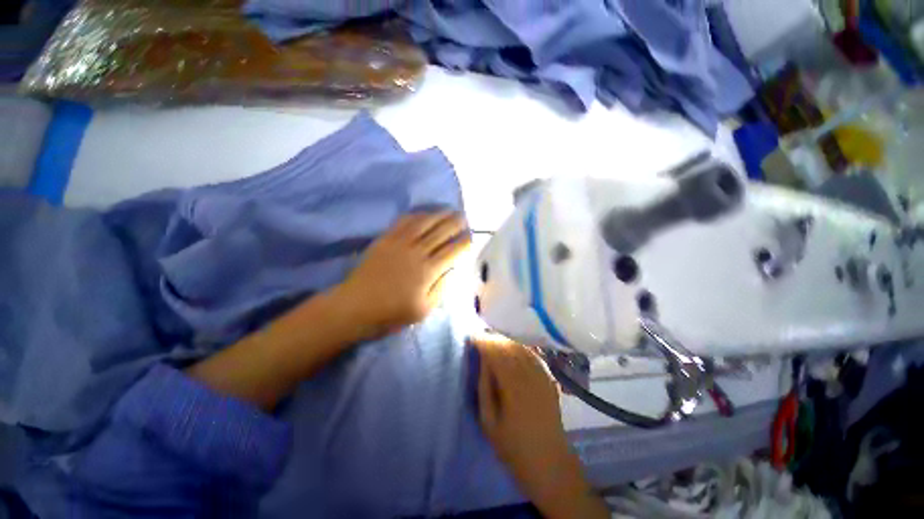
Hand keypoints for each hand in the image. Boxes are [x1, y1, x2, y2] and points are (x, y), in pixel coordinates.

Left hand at [335, 211, 470, 340]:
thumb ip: (441, 288)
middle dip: (456, 223)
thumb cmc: (391, 313)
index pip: (452, 251)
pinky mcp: (385, 239)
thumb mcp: (423, 310)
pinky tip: (424, 213)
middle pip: (441, 232)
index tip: (472, 236)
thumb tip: (453, 268)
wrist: (355, 306)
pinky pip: (404, 222)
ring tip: (450, 210)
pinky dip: (417, 215)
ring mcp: (400, 243)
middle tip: (465, 218)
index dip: (464, 242)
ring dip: (439, 215)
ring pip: (425, 223)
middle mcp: (417, 252)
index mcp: (428, 271)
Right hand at [471, 335, 608, 518]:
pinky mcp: (549, 377)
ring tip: (493, 338)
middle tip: (480, 336)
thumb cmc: (513, 446)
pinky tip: (512, 345)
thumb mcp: (488, 421)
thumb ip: (484, 387)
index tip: (472, 336)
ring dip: (506, 339)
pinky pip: (532, 353)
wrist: (549, 462)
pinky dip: (520, 346)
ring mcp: (542, 375)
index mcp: (513, 386)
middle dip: (493, 337)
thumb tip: (483, 360)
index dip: (483, 341)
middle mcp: (529, 375)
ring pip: (521, 347)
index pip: (496, 353)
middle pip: (509, 346)